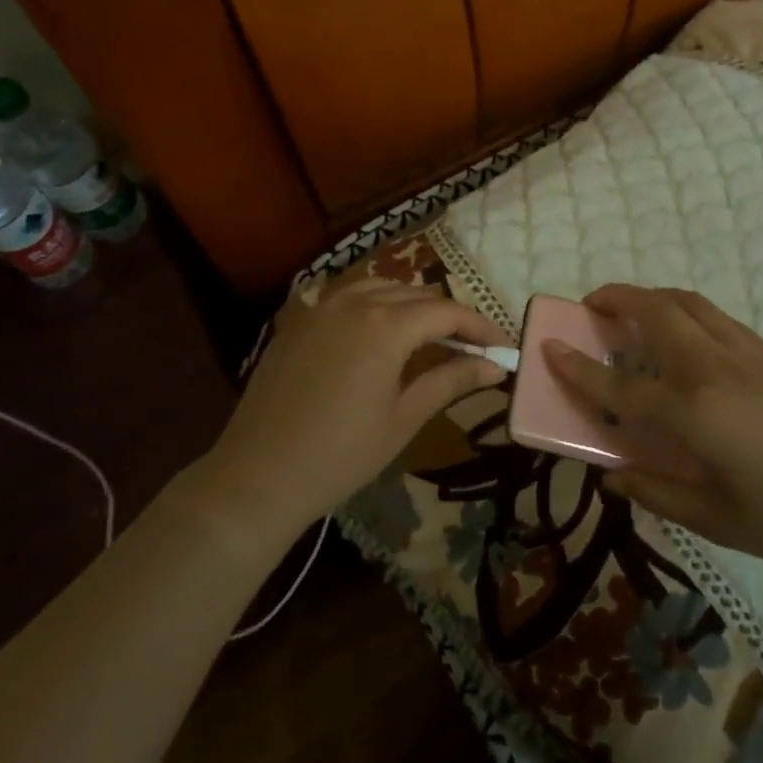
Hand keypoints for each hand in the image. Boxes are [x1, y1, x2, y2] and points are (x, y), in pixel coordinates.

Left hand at [198, 280, 511, 541]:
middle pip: (416, 294)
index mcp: (386, 325)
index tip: (504, 346)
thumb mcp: (403, 418)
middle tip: (473, 345)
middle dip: (449, 315)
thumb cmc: (340, 454)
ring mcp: (322, 306)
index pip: (447, 312)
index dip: (481, 325)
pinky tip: (378, 328)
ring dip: (411, 304)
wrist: (258, 474)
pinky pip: (345, 296)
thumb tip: (495, 365)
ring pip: (380, 288)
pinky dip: (373, 304)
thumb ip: (451, 381)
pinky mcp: (299, 320)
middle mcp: (355, 301)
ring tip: (430, 334)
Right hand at [546, 284, 762, 570]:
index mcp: (695, 413)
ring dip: (649, 296)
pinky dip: (683, 309)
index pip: (622, 384)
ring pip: (686, 302)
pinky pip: (713, 315)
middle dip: (615, 298)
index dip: (580, 367)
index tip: (550, 346)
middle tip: (591, 306)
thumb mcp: (719, 521)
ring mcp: (744, 353)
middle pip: (654, 312)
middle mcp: (713, 369)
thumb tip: (612, 476)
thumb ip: (659, 494)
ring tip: (630, 309)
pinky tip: (680, 333)